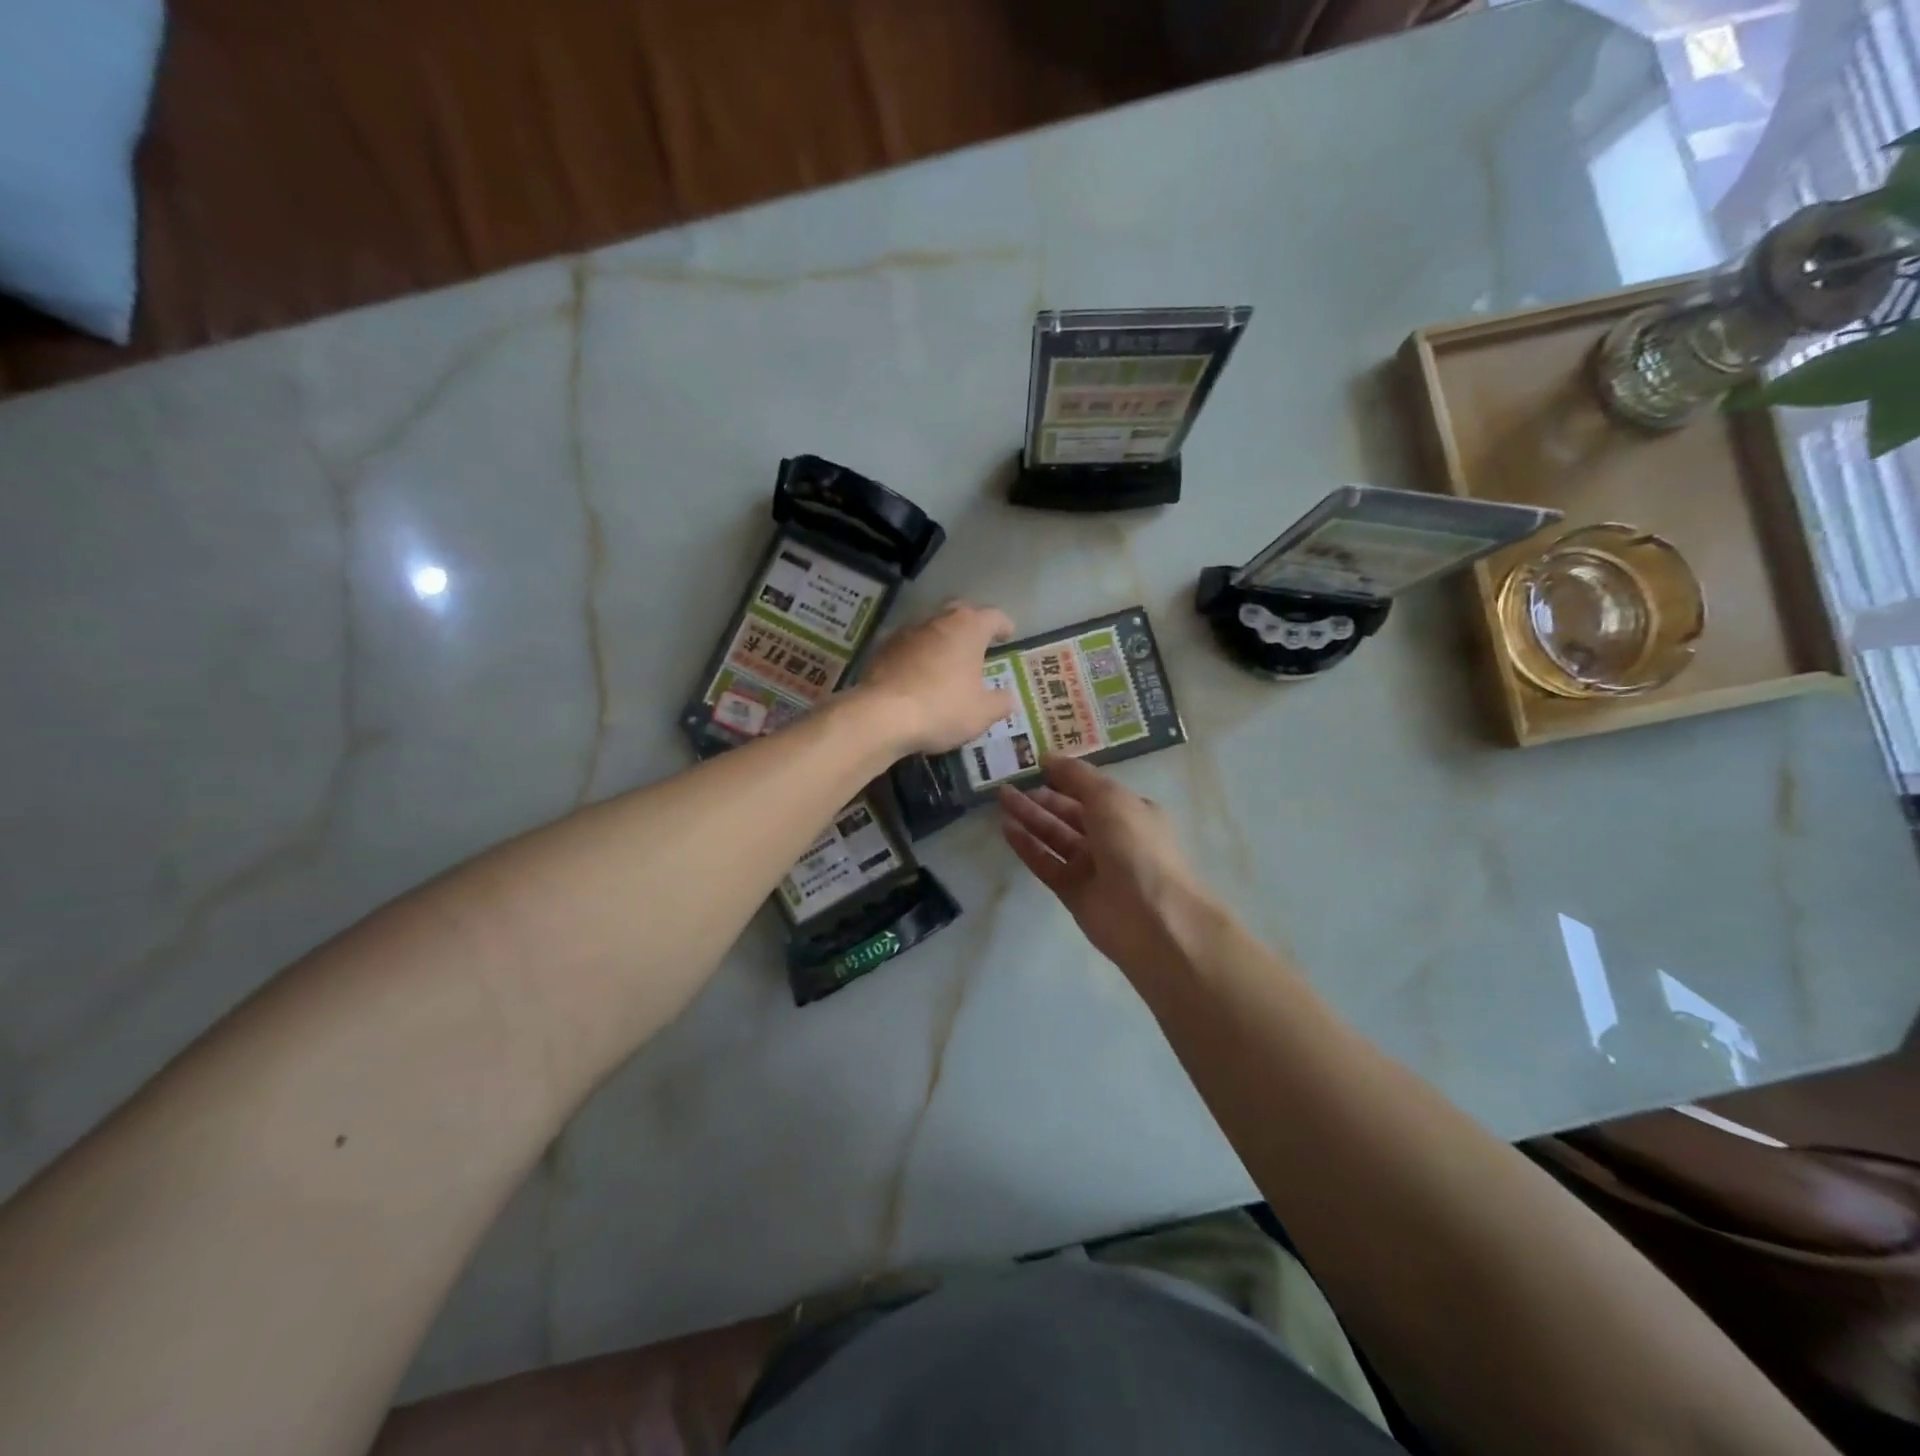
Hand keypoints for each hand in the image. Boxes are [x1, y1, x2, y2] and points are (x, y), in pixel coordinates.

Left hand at [859, 602, 1015, 755]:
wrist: (881, 715)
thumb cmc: (942, 708)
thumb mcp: (982, 713)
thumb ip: (1001, 702)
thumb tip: (1009, 697)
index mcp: (968, 629)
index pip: (993, 616)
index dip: (1003, 626)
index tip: (1007, 635)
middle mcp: (937, 621)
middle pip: (959, 612)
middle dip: (970, 624)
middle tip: (976, 642)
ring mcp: (906, 632)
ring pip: (930, 627)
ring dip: (940, 639)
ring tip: (946, 660)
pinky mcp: (882, 648)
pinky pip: (906, 645)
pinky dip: (916, 654)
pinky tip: (917, 674)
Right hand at [999, 757, 1220, 975]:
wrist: (1152, 918)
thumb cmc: (1136, 846)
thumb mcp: (1110, 798)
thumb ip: (1077, 776)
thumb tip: (1049, 756)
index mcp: (1129, 812)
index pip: (1091, 789)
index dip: (1065, 776)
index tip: (1034, 763)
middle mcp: (1111, 837)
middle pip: (1069, 812)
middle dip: (1041, 797)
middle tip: (1009, 782)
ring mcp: (1092, 867)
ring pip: (1054, 837)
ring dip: (1030, 818)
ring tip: (1001, 799)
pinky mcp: (1073, 891)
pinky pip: (1046, 863)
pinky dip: (1027, 847)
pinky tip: (1006, 829)